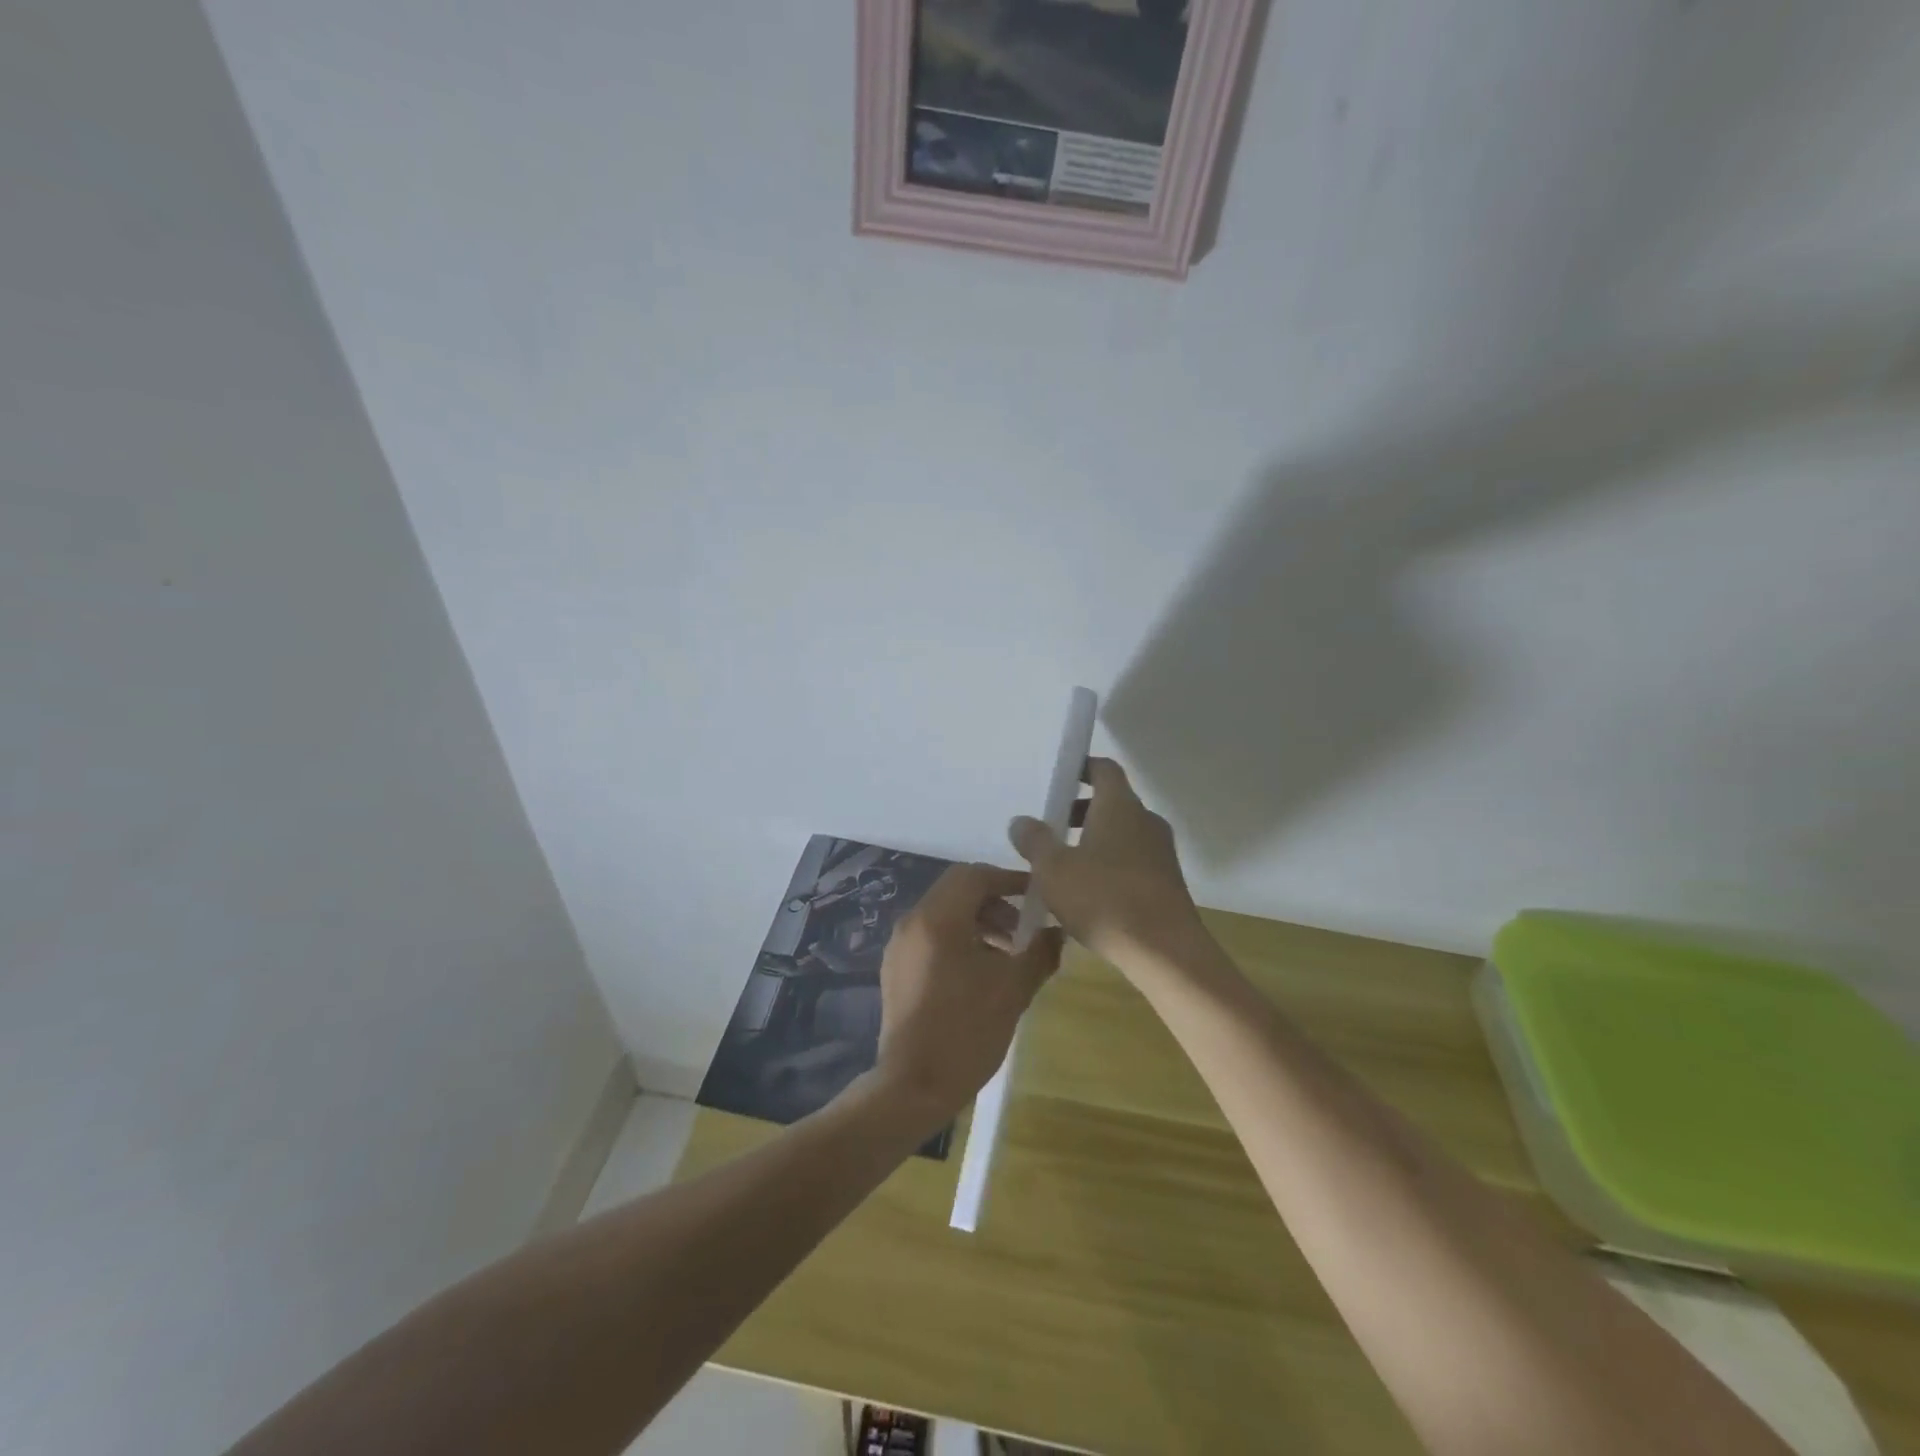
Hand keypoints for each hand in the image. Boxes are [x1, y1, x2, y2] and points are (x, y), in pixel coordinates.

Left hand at [871, 863, 1061, 1122]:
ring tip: (1008, 954)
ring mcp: (900, 946)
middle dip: (995, 901)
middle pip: (957, 890)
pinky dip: (960, 938)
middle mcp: (913, 922)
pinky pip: (931, 936)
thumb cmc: (965, 1031)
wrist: (912, 1087)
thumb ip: (1039, 953)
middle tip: (1025, 929)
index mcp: (937, 919)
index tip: (1038, 896)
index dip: (1009, 879)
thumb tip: (1058, 933)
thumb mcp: (1012, 990)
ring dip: (979, 921)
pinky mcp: (897, 968)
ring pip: (944, 913)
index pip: (974, 875)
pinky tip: (981, 972)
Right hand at [1008, 758, 1202, 970]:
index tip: (1058, 776)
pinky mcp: (1167, 882)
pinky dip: (1110, 863)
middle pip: (1112, 801)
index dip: (1081, 767)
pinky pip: (1133, 859)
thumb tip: (1021, 821)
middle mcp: (1145, 821)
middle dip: (1080, 809)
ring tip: (1063, 862)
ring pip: (1123, 833)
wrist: (1165, 952)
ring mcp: (1161, 852)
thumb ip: (1035, 841)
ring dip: (1094, 839)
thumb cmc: (1104, 899)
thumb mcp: (1054, 870)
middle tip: (1050, 825)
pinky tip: (1088, 891)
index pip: (1104, 769)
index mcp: (1120, 806)